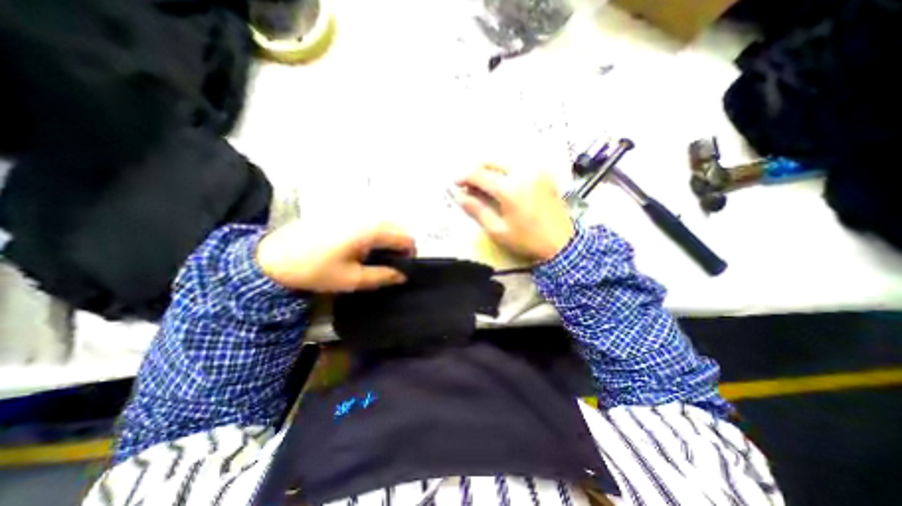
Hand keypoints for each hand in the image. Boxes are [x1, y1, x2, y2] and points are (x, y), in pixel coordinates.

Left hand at [254, 221, 415, 291]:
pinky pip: (372, 221)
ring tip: (378, 257)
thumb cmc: (315, 270)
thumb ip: (383, 276)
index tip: (403, 268)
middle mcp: (366, 216)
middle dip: (400, 246)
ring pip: (386, 223)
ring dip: (389, 239)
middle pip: (398, 227)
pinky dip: (378, 233)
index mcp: (370, 231)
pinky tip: (365, 248)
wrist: (273, 257)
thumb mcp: (352, 279)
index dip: (409, 253)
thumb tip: (404, 275)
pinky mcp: (344, 214)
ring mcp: (354, 213)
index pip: (404, 237)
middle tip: (391, 265)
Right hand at [454, 164, 572, 262]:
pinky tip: (501, 185)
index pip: (479, 174)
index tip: (455, 184)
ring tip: (484, 187)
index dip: (464, 178)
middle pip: (491, 161)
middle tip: (469, 187)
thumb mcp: (497, 230)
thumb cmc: (527, 240)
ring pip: (504, 161)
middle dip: (476, 171)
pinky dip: (504, 171)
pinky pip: (518, 165)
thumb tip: (458, 196)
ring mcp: (535, 170)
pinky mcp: (543, 173)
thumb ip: (476, 210)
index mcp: (509, 188)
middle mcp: (523, 172)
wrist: (561, 243)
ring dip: (489, 170)